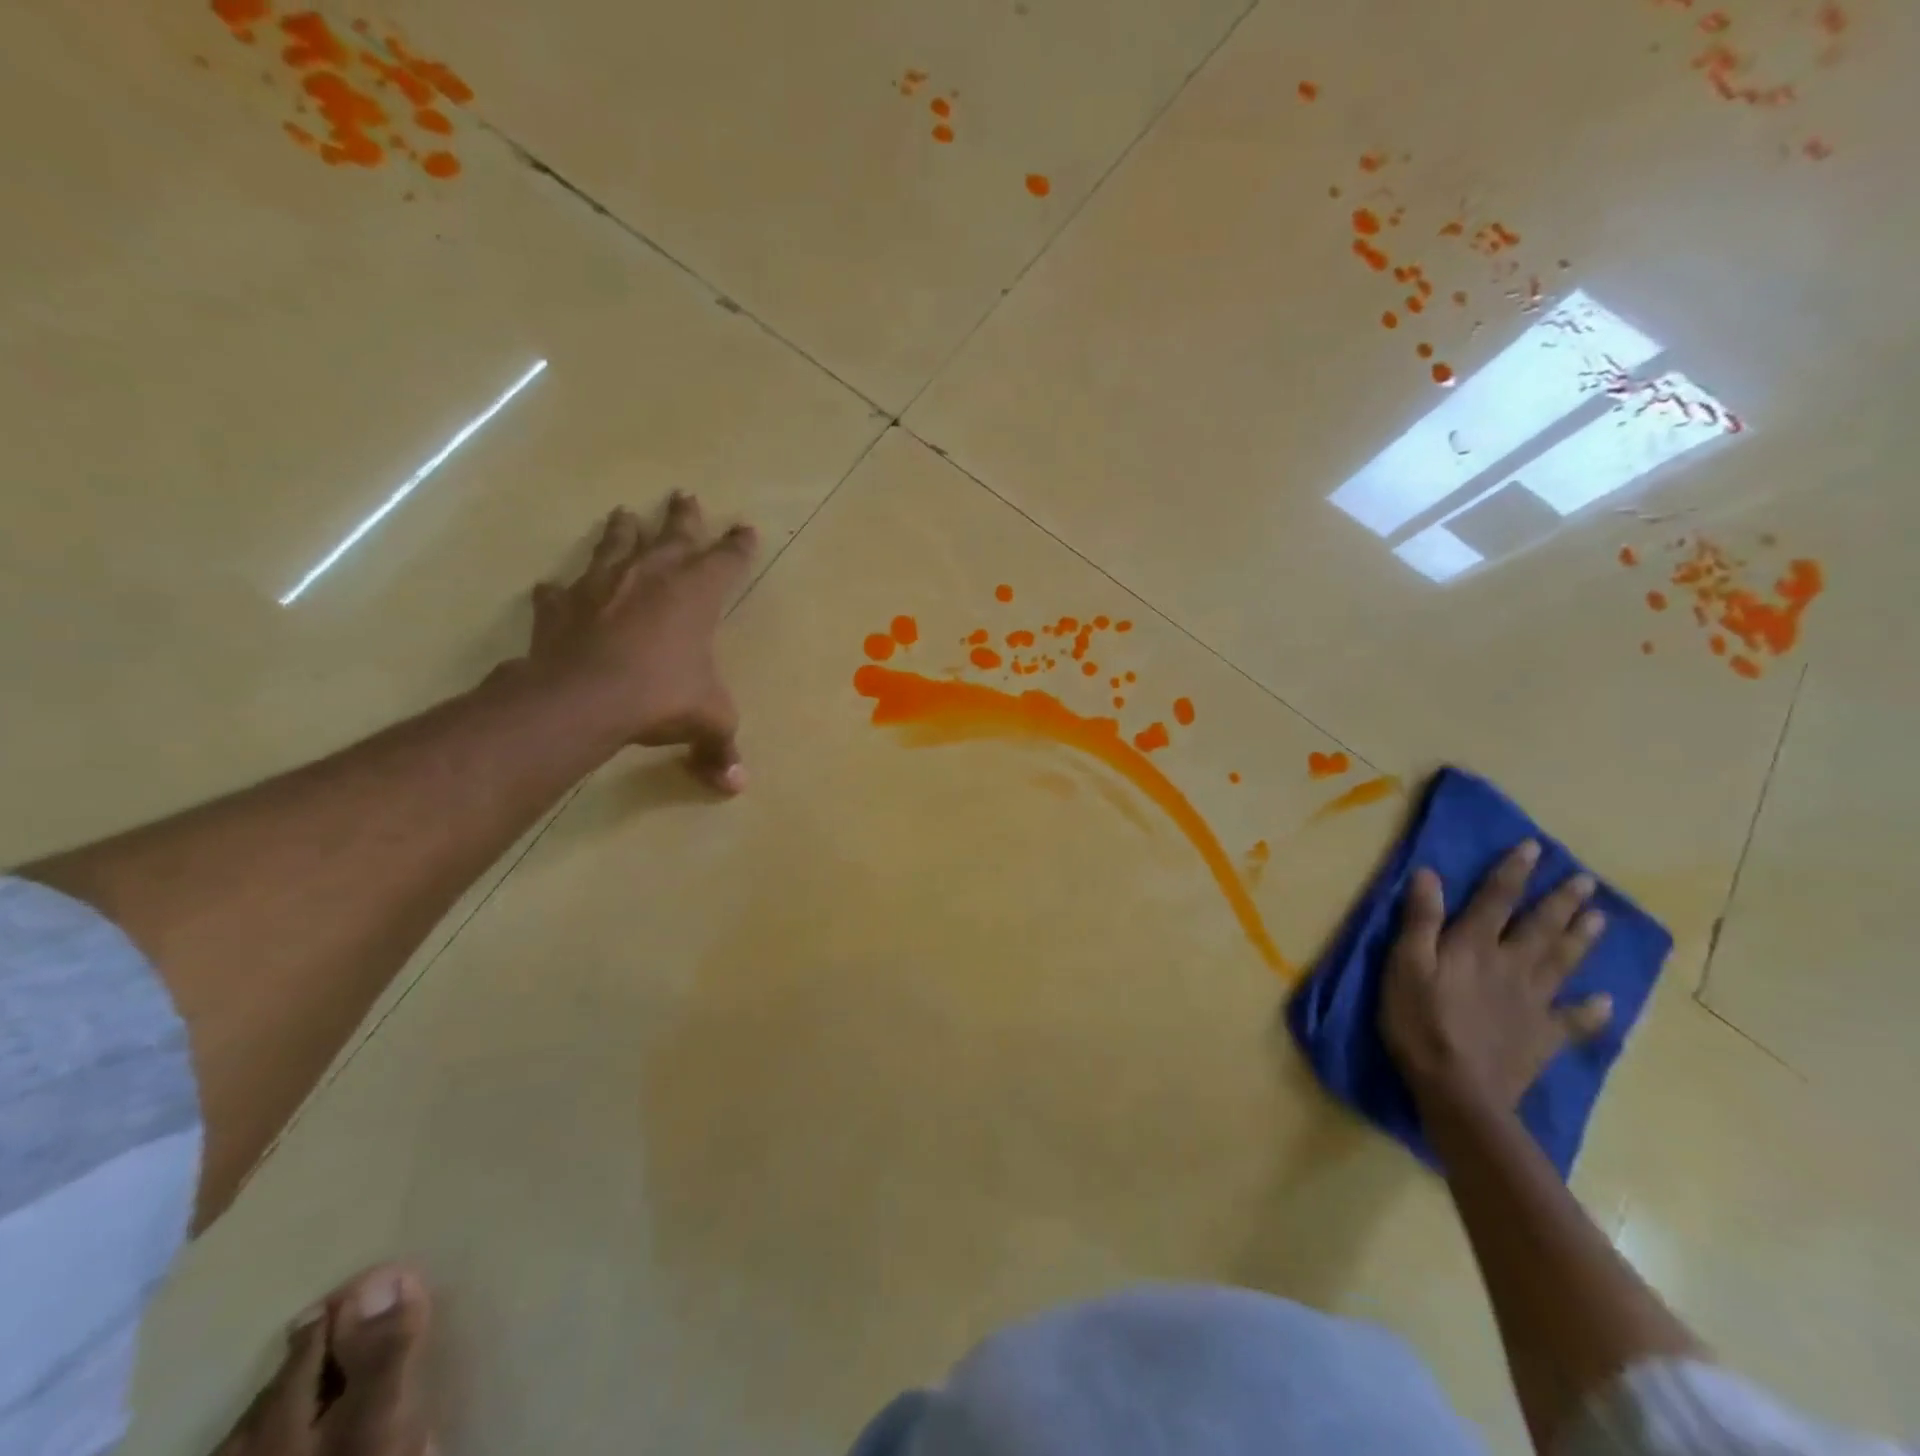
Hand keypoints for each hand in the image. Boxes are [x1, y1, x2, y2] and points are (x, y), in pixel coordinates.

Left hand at [522, 494, 757, 793]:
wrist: (584, 697)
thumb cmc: (662, 696)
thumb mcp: (707, 721)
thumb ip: (720, 748)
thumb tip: (736, 787)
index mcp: (696, 594)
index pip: (726, 560)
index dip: (738, 546)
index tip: (745, 528)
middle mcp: (652, 577)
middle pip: (672, 535)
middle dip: (683, 517)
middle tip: (684, 495)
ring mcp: (603, 585)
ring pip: (615, 545)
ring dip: (622, 530)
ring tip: (623, 513)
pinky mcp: (562, 606)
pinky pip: (561, 590)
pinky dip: (562, 590)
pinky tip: (554, 588)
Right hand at [1381, 842, 1613, 1113]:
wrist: (1458, 1089)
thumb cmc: (1419, 1021)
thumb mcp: (1405, 965)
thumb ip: (1420, 921)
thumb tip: (1430, 875)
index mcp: (1474, 946)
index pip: (1497, 899)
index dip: (1513, 871)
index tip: (1533, 847)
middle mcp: (1511, 965)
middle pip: (1541, 927)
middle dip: (1561, 901)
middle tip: (1584, 880)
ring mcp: (1533, 1002)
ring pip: (1563, 962)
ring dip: (1581, 938)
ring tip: (1599, 917)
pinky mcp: (1544, 1036)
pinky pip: (1574, 1020)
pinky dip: (1592, 1010)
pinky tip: (1606, 1002)